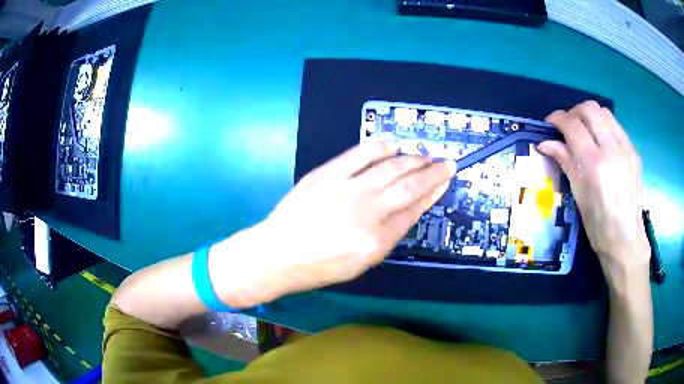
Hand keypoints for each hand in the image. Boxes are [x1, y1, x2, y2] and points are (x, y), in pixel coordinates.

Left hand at [254, 142, 455, 298]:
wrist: (278, 253)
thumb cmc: (320, 267)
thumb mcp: (361, 263)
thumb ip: (388, 235)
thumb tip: (408, 208)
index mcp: (376, 240)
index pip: (413, 210)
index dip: (432, 193)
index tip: (445, 180)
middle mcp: (366, 211)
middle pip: (408, 186)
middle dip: (432, 172)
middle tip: (445, 163)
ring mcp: (345, 189)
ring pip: (389, 167)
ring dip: (412, 158)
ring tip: (424, 154)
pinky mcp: (326, 174)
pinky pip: (359, 154)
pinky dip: (379, 147)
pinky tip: (393, 145)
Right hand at [537, 101, 649, 276]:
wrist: (626, 239)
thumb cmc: (598, 225)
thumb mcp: (578, 195)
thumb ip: (565, 161)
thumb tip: (545, 143)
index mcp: (595, 165)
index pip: (573, 126)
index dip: (558, 119)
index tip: (550, 123)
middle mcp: (612, 150)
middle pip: (589, 109)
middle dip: (574, 112)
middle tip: (568, 126)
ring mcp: (626, 148)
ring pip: (604, 112)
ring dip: (590, 116)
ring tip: (585, 131)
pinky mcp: (634, 151)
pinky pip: (616, 125)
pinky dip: (604, 126)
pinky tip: (601, 141)